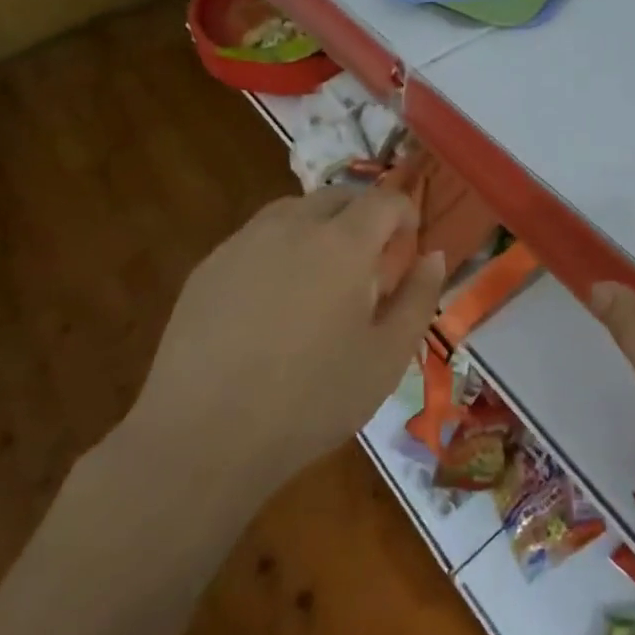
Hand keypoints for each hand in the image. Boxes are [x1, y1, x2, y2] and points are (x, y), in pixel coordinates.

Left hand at [126, 188, 445, 498]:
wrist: (202, 438)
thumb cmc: (310, 400)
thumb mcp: (387, 358)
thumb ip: (419, 298)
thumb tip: (432, 255)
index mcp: (343, 243)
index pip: (384, 200)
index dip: (405, 214)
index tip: (409, 243)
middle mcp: (294, 225)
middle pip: (339, 196)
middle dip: (364, 215)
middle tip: (370, 260)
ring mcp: (245, 242)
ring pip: (294, 210)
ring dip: (320, 226)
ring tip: (322, 274)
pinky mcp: (209, 266)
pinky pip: (256, 238)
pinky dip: (279, 248)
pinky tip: (273, 300)